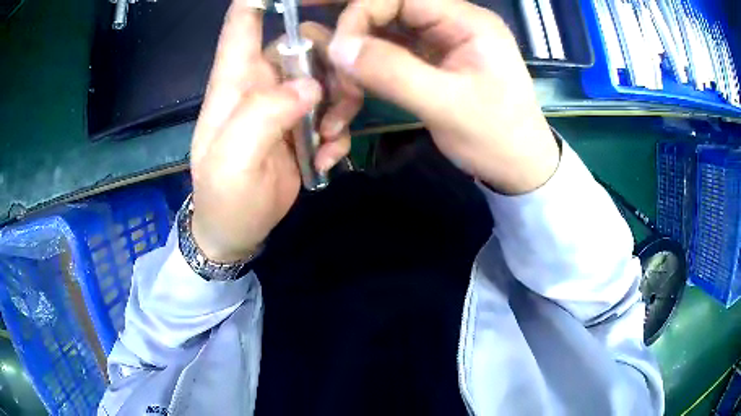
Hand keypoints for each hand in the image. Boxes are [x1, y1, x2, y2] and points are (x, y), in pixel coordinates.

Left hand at [190, 1, 361, 261]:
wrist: (237, 231)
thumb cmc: (225, 196)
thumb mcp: (233, 160)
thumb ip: (264, 116)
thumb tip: (310, 87)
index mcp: (234, 81)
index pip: (242, 22)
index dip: (261, 0)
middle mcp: (260, 83)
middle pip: (303, 43)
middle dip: (330, 65)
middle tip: (337, 104)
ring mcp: (283, 103)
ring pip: (326, 75)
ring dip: (341, 103)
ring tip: (331, 140)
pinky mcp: (302, 125)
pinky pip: (332, 110)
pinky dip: (338, 131)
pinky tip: (327, 157)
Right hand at [329, 0, 559, 193]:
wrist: (519, 166)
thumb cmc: (495, 137)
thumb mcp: (446, 106)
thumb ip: (391, 72)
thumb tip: (337, 48)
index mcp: (467, 22)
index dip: (361, 13)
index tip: (339, 49)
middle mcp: (453, 21)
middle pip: (391, 5)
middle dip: (352, 18)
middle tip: (310, 18)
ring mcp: (442, 39)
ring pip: (387, 25)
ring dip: (355, 39)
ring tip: (321, 49)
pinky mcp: (434, 59)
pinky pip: (392, 48)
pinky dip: (367, 58)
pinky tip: (347, 70)